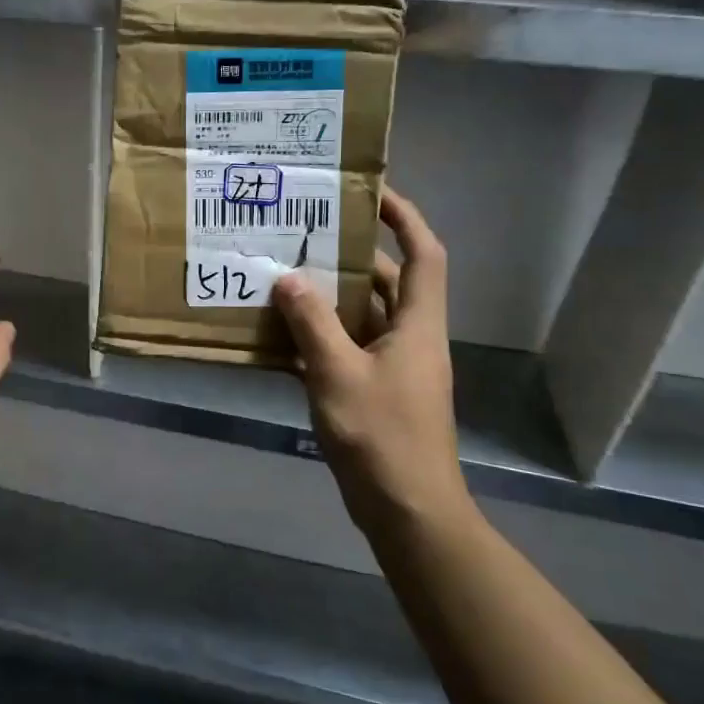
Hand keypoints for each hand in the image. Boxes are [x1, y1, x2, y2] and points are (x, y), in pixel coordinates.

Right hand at [272, 186, 469, 531]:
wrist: (408, 511)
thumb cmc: (381, 436)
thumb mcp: (338, 374)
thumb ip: (312, 323)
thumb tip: (288, 278)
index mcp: (417, 325)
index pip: (424, 254)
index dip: (405, 218)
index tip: (371, 191)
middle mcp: (410, 338)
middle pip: (386, 282)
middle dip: (349, 256)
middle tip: (305, 235)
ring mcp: (394, 367)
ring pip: (362, 317)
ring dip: (327, 299)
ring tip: (282, 276)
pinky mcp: (375, 392)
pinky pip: (346, 349)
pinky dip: (318, 338)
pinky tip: (278, 336)